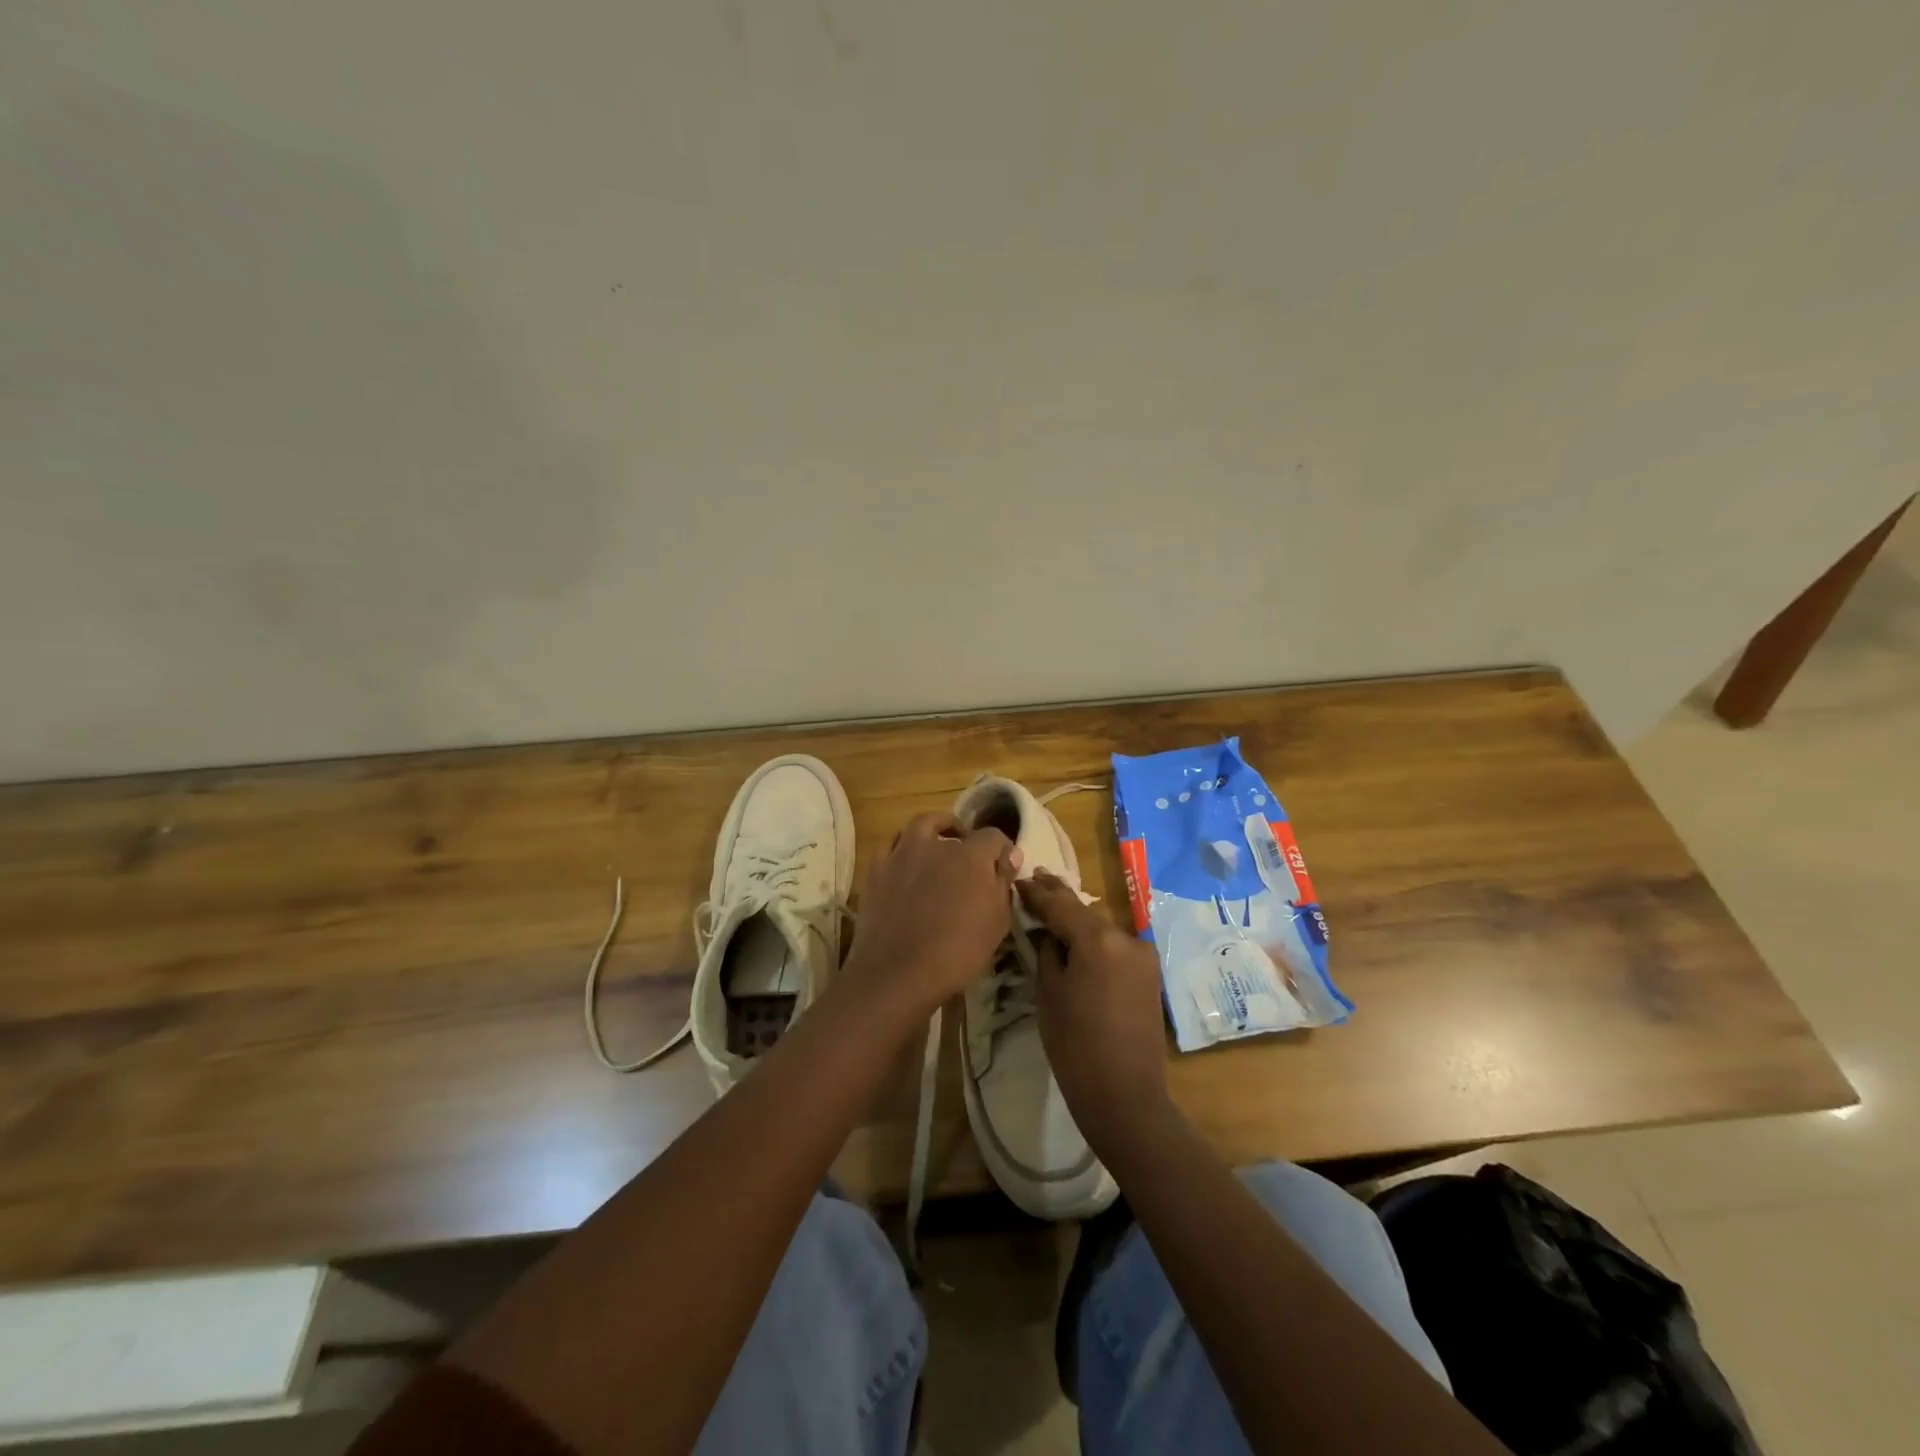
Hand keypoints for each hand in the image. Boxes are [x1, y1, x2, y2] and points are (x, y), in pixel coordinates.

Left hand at [839, 813, 1019, 1021]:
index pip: (993, 836)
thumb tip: (1010, 855)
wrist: (898, 972)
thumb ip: (1003, 883)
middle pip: (954, 829)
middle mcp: (936, 845)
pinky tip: (907, 867)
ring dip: (933, 832)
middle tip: (969, 860)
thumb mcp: (997, 922)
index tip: (1004, 866)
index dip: (1002, 849)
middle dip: (966, 839)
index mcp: (971, 855)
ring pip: (920, 826)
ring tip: (937, 849)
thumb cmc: (958, 952)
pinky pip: (891, 847)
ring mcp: (902, 854)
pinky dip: (903, 851)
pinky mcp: (877, 870)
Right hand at [1018, 870, 1172, 1148]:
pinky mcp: (1149, 975)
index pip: (1061, 905)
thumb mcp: (1049, 993)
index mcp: (1099, 939)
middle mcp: (1126, 938)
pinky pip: (1115, 947)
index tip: (1019, 880)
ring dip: (1078, 921)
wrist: (1125, 1096)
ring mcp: (1142, 956)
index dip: (1037, 893)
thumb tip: (1049, 934)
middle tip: (1036, 879)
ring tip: (1052, 909)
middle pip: (1085, 912)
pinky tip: (1077, 939)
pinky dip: (1095, 941)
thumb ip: (1048, 952)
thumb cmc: (1075, 1045)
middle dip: (1059, 898)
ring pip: (1101, 929)